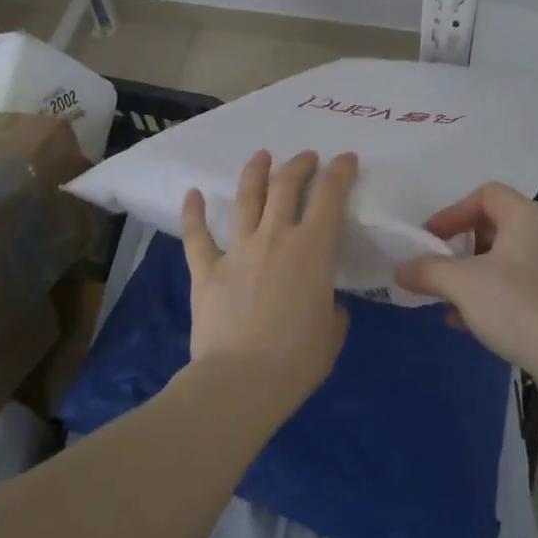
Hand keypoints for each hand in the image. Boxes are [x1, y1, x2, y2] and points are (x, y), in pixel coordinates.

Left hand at [179, 149, 357, 412]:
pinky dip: (193, 212)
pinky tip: (192, 193)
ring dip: (255, 173)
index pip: (330, 197)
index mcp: (313, 250)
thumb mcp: (332, 333)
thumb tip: (326, 303)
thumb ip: (332, 309)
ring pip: (246, 199)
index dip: (340, 172)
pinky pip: (197, 235)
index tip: (345, 159)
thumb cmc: (297, 360)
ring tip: (261, 157)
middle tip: (306, 158)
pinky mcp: (207, 269)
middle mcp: (276, 238)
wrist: (241, 381)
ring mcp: (238, 250)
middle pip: (286, 186)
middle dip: (299, 165)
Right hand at [394, 182, 537, 385]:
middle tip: (435, 268)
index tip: (429, 240)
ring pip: (500, 260)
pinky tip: (465, 323)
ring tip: (444, 299)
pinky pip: (513, 285)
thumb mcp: (463, 285)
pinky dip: (487, 296)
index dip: (452, 212)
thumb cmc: (521, 308)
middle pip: (491, 226)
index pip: (485, 194)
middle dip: (458, 247)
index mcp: (527, 216)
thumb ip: (427, 270)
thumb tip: (400, 268)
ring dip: (468, 275)